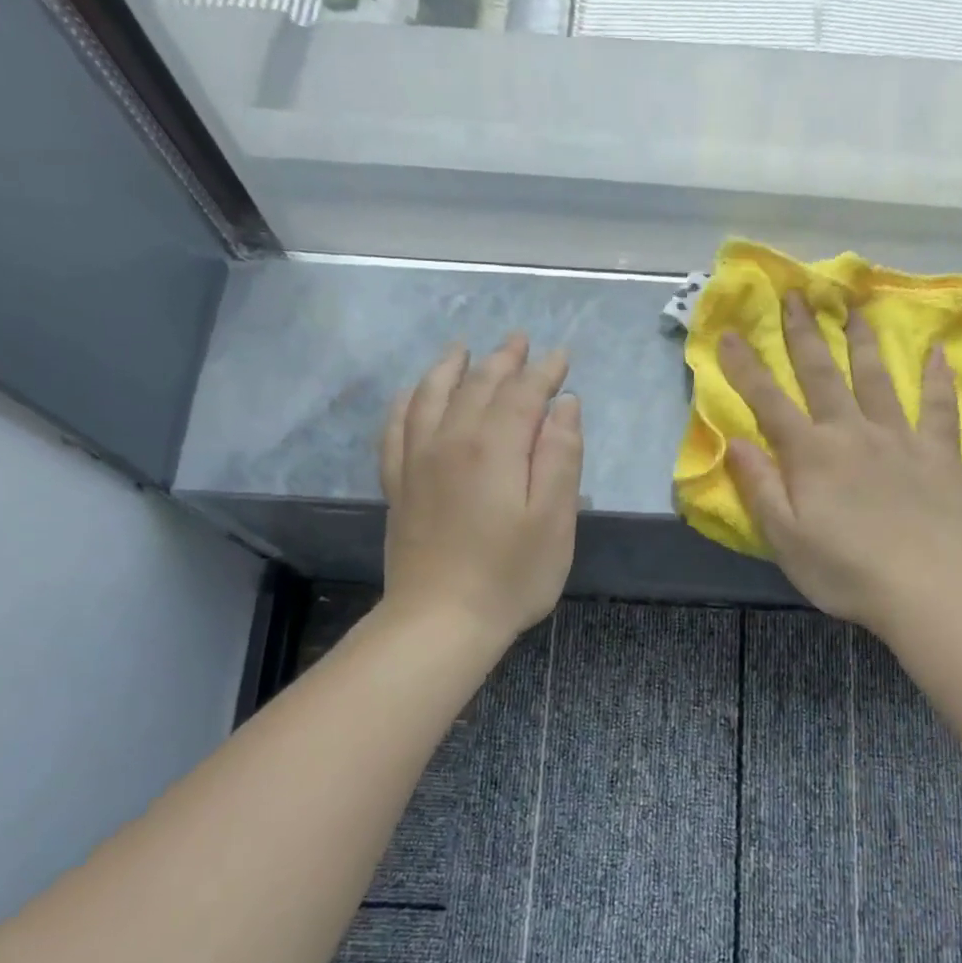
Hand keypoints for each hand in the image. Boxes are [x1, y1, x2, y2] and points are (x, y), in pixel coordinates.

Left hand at [379, 335, 582, 640]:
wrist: (440, 621)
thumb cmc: (510, 575)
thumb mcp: (553, 520)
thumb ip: (561, 456)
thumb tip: (565, 405)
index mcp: (494, 447)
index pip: (523, 393)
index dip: (545, 372)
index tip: (562, 356)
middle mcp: (451, 440)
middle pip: (478, 385)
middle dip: (504, 360)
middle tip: (521, 340)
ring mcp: (417, 460)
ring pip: (432, 396)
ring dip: (451, 367)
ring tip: (463, 348)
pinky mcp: (398, 484)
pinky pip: (396, 427)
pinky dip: (407, 401)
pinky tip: (413, 394)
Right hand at [718, 295, 961, 632]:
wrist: (922, 588)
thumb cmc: (843, 570)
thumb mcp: (784, 537)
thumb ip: (760, 486)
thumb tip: (734, 441)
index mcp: (811, 454)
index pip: (769, 402)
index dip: (746, 368)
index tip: (729, 334)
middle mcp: (851, 432)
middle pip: (822, 374)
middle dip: (804, 333)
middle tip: (796, 295)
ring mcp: (898, 438)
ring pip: (876, 378)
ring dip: (862, 341)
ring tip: (854, 306)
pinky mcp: (937, 453)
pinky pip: (937, 407)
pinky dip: (937, 378)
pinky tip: (937, 351)